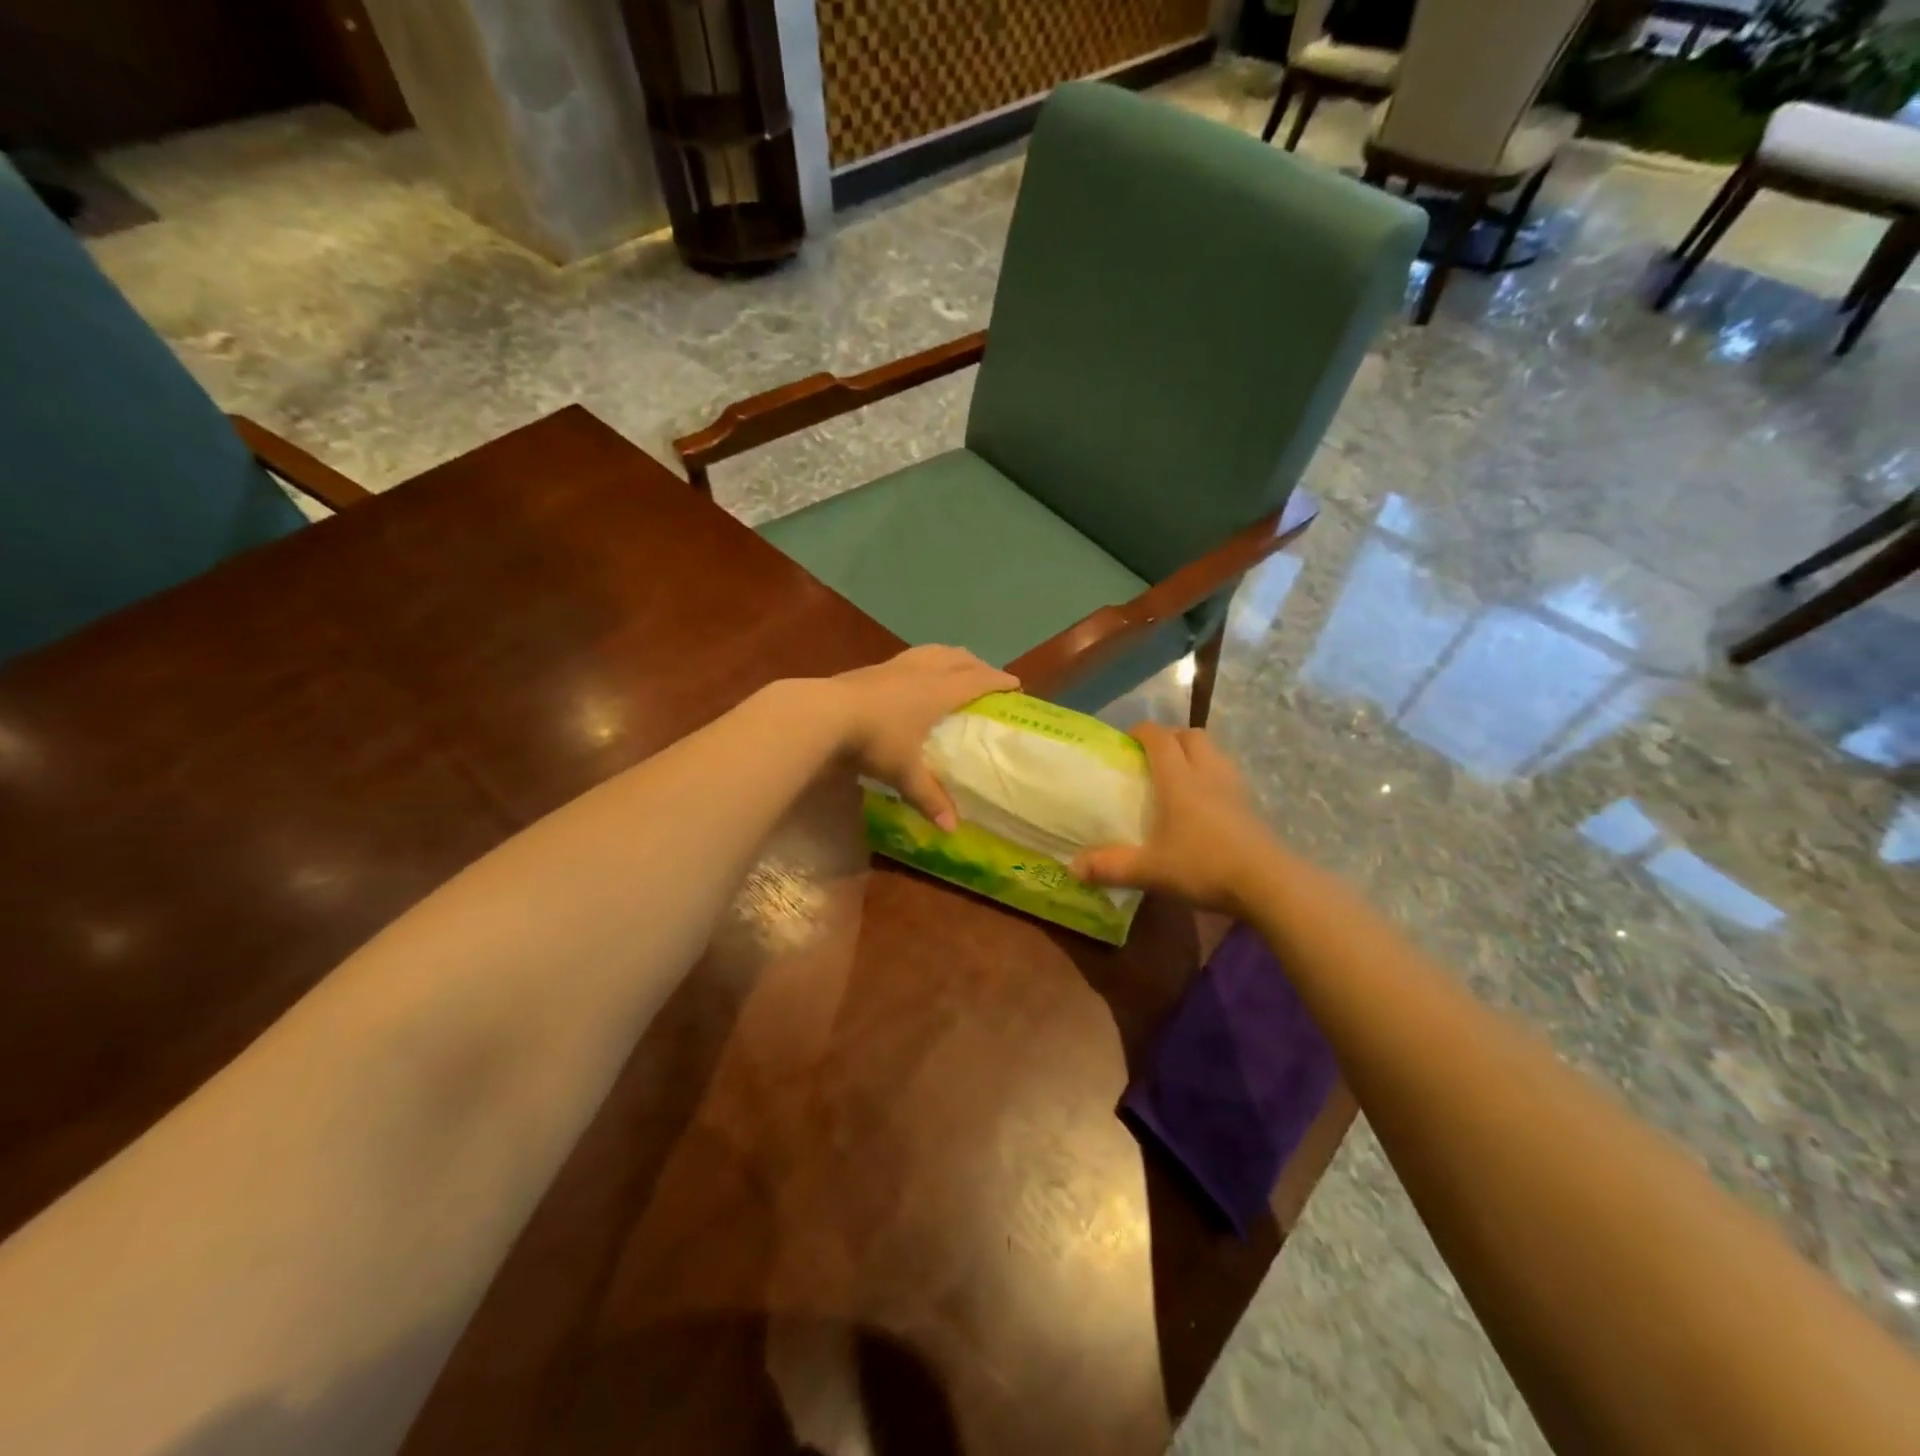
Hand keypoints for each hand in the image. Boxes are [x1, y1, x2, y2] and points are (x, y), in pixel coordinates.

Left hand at [832, 646, 1017, 830]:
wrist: (824, 714)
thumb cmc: (875, 740)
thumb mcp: (904, 772)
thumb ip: (929, 798)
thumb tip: (952, 829)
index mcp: (938, 692)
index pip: (977, 680)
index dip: (998, 681)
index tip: (1015, 684)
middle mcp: (921, 672)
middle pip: (958, 658)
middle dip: (977, 665)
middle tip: (988, 677)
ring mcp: (895, 665)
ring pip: (933, 651)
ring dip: (951, 656)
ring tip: (956, 666)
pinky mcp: (872, 667)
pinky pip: (910, 657)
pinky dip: (924, 661)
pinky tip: (914, 674)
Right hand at [1070, 723, 1280, 913]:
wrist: (1266, 882)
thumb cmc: (1203, 865)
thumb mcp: (1150, 870)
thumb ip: (1111, 866)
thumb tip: (1073, 868)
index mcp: (1178, 779)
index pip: (1159, 737)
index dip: (1142, 732)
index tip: (1126, 740)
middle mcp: (1207, 773)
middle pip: (1191, 735)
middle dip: (1170, 737)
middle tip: (1152, 756)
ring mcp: (1234, 787)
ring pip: (1213, 752)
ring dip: (1194, 754)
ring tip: (1178, 775)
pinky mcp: (1251, 806)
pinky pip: (1227, 775)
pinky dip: (1212, 776)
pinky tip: (1204, 803)